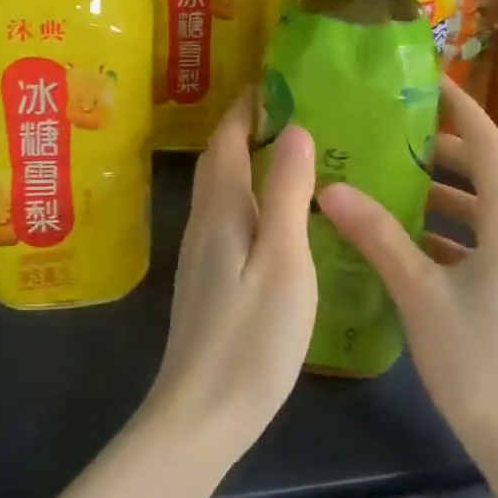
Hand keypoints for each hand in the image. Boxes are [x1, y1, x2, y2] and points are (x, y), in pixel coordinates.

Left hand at [144, 92, 317, 460]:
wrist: (201, 414)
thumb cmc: (251, 336)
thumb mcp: (284, 260)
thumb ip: (288, 193)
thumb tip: (296, 130)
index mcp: (221, 209)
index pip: (227, 139)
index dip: (248, 107)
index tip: (278, 83)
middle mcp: (204, 222)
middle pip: (219, 160)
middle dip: (246, 127)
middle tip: (292, 112)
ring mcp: (202, 253)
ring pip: (222, 188)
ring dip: (247, 160)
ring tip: (292, 153)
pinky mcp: (209, 278)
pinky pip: (228, 216)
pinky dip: (250, 195)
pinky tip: (278, 213)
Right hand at [317, 79, 497, 460]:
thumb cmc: (477, 360)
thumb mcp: (419, 292)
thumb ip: (377, 236)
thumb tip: (331, 189)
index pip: (490, 146)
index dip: (461, 108)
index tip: (427, 81)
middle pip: (486, 174)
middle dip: (444, 147)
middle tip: (394, 128)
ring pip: (479, 210)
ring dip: (441, 191)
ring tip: (390, 175)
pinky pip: (475, 242)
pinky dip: (442, 230)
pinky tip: (401, 237)